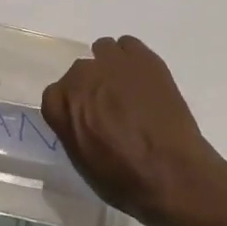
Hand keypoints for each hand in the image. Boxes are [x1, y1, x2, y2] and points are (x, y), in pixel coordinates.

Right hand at [41, 36, 226, 225]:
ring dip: (110, 67)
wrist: (172, 172)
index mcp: (62, 105)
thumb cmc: (124, 180)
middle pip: (79, 73)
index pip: (54, 96)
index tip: (85, 120)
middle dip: (91, 88)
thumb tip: (80, 118)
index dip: (71, 108)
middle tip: (111, 108)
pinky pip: (129, 45)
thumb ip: (73, 129)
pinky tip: (143, 80)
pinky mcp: (143, 58)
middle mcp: (81, 77)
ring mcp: (113, 63)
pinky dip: (132, 59)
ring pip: (103, 51)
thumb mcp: (83, 163)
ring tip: (128, 90)